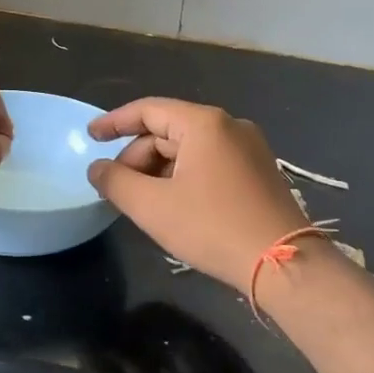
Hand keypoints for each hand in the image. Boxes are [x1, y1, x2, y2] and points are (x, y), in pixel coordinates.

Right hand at [87, 99, 309, 293]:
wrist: (283, 263)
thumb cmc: (212, 227)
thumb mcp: (152, 206)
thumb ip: (116, 181)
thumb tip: (97, 168)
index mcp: (204, 123)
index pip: (148, 110)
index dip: (114, 122)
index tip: (90, 137)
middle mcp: (229, 125)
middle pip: (169, 130)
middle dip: (138, 156)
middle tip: (117, 188)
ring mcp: (249, 148)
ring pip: (190, 149)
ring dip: (160, 170)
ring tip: (143, 201)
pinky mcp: (259, 172)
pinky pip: (210, 163)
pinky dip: (184, 176)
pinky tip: (174, 204)